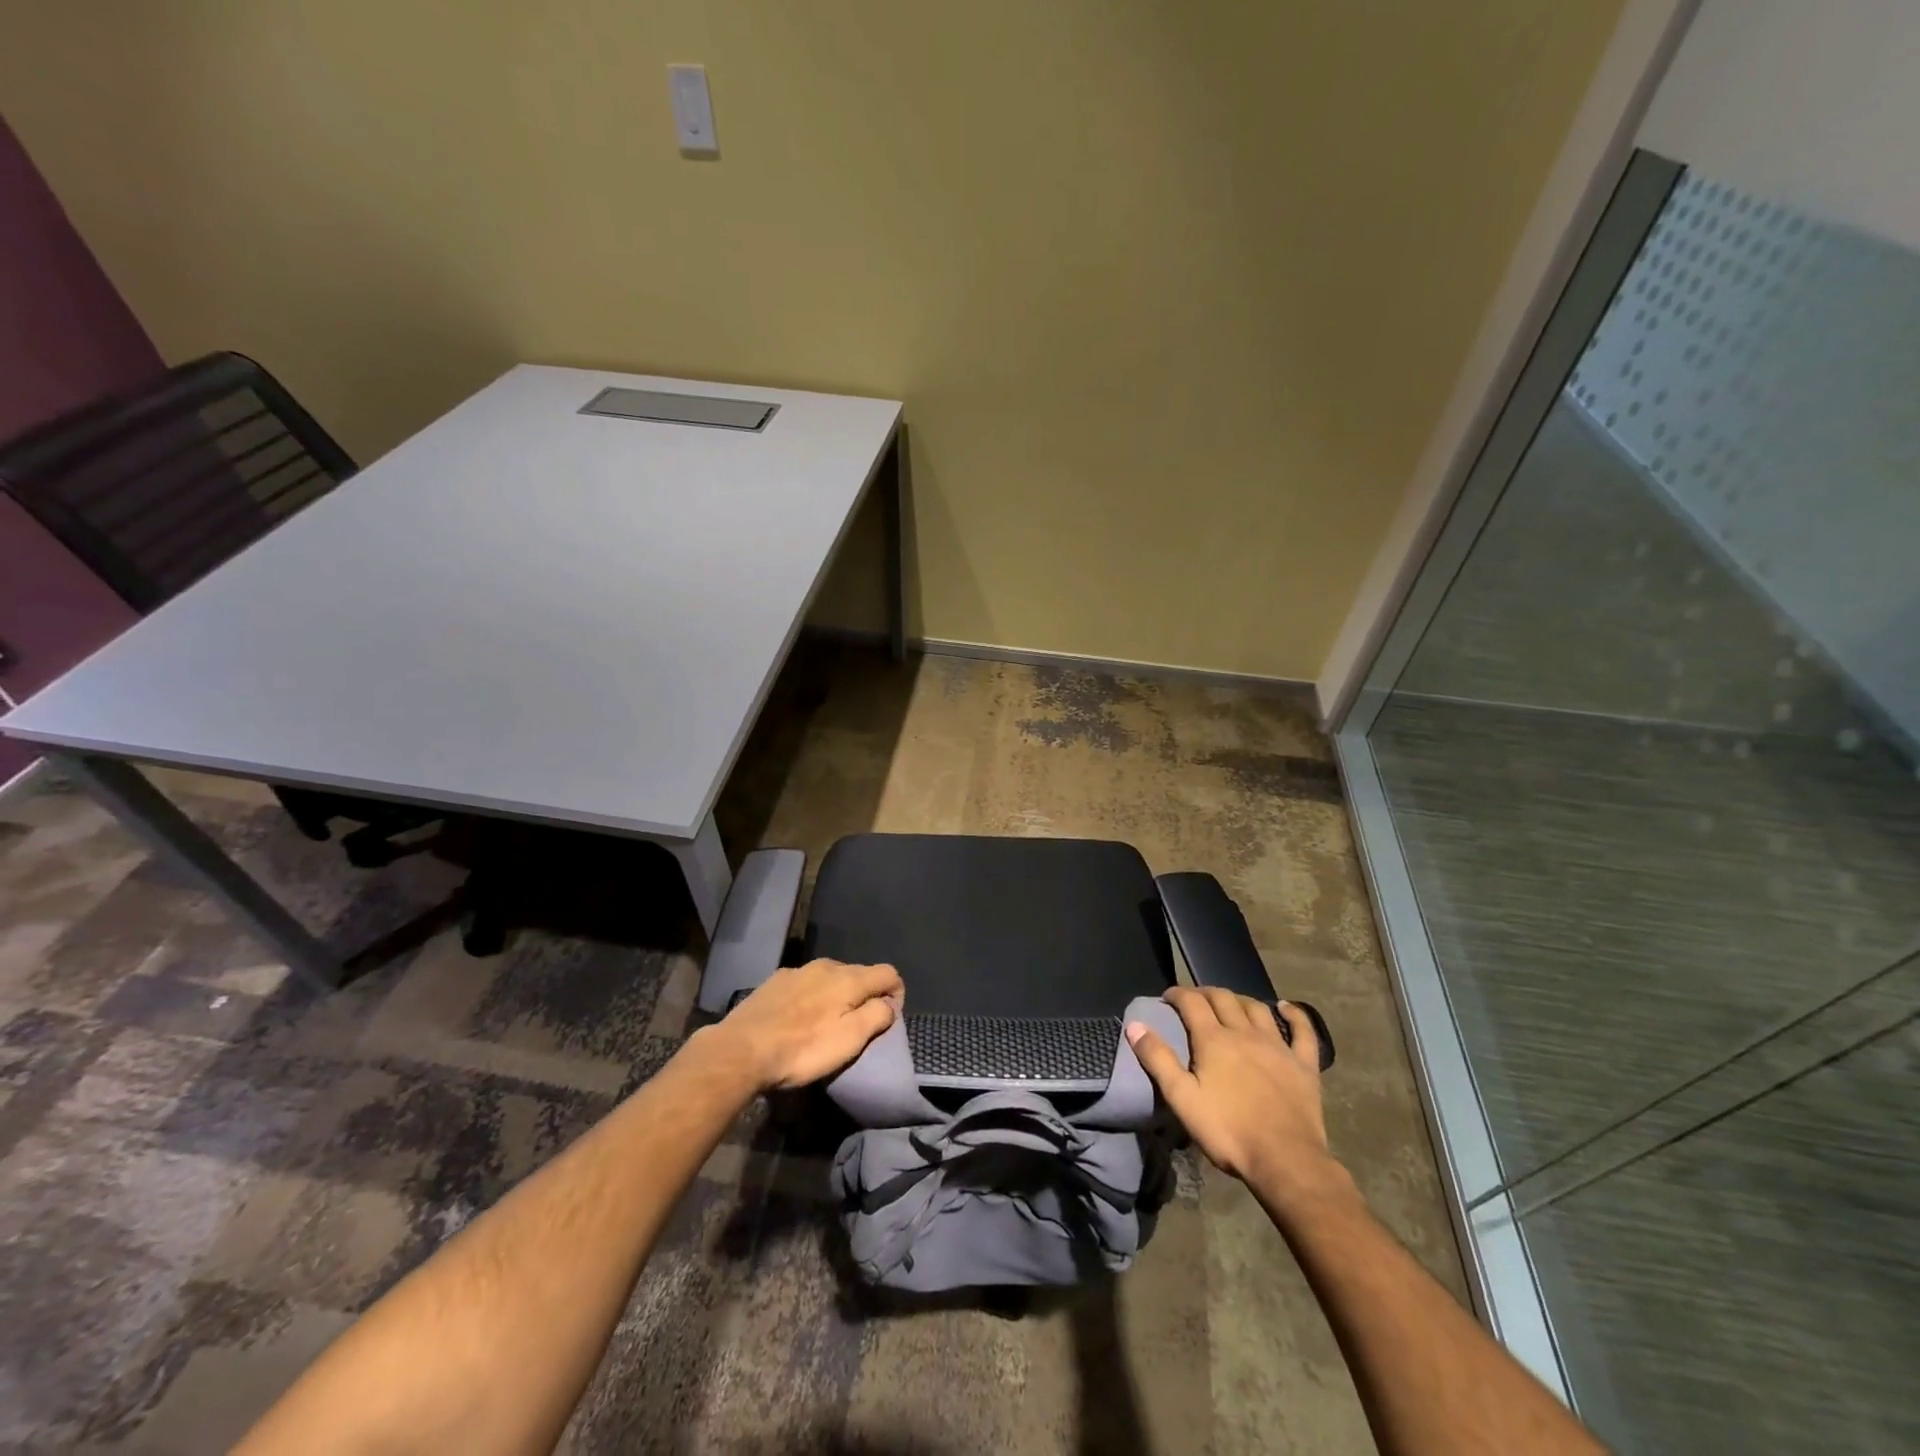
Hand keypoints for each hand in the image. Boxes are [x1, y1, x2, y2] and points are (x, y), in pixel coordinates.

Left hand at [707, 959, 902, 1090]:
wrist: (741, 1050)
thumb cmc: (802, 1049)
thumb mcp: (849, 1041)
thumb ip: (876, 1017)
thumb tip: (889, 1004)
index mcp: (849, 978)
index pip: (888, 973)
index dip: (897, 994)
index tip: (888, 1020)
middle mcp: (826, 966)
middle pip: (859, 974)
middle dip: (865, 995)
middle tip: (858, 1026)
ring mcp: (798, 971)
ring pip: (830, 977)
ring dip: (837, 995)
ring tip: (826, 1023)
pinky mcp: (774, 981)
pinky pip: (805, 983)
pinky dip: (811, 996)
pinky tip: (797, 1019)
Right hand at [1127, 987, 1344, 1204]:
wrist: (1286, 1160)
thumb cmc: (1228, 1131)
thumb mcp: (1182, 1098)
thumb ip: (1157, 1059)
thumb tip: (1135, 1025)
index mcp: (1214, 1040)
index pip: (1192, 1002)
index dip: (1178, 994)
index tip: (1167, 997)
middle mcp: (1245, 1033)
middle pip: (1224, 999)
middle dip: (1205, 993)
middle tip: (1194, 999)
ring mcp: (1278, 1047)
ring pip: (1257, 1009)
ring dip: (1240, 999)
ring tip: (1231, 1002)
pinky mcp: (1304, 1065)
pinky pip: (1303, 1031)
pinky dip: (1295, 1015)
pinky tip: (1287, 1008)